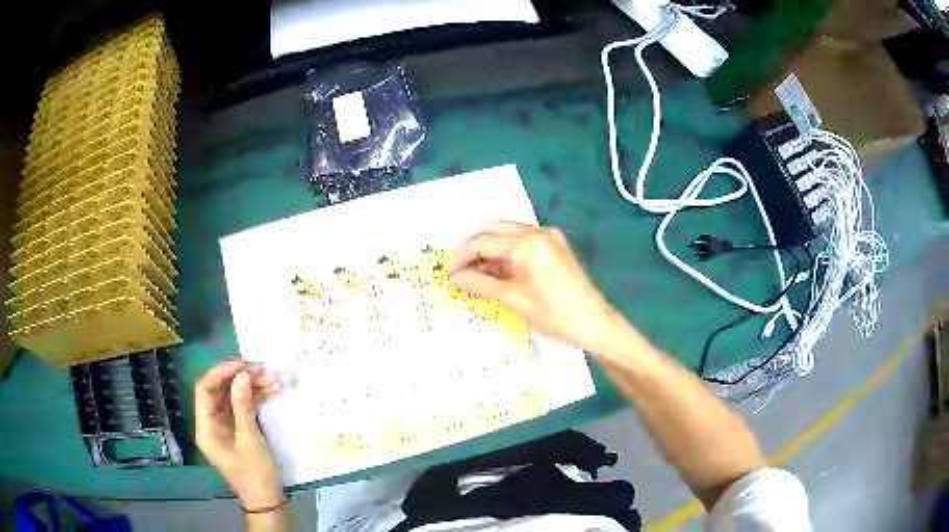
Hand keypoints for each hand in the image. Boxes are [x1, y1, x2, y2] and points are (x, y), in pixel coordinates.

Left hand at [195, 360, 283, 508]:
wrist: (267, 501)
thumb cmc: (255, 473)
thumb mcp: (249, 439)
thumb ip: (243, 405)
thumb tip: (242, 375)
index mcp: (206, 427)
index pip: (205, 389)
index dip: (221, 372)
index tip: (244, 364)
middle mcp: (211, 423)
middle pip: (219, 391)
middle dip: (240, 377)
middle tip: (263, 369)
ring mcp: (225, 426)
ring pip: (233, 397)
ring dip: (251, 386)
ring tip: (272, 378)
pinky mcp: (238, 430)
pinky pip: (243, 407)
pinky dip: (255, 398)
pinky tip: (271, 390)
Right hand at [449, 221, 625, 353]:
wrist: (594, 323)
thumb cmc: (553, 315)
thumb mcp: (513, 299)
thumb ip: (481, 284)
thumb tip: (454, 278)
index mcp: (527, 244)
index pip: (484, 242)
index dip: (462, 257)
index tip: (449, 273)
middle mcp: (538, 232)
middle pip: (494, 232)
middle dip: (474, 250)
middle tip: (460, 271)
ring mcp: (549, 236)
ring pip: (508, 234)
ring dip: (490, 249)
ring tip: (475, 272)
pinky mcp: (555, 245)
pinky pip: (523, 240)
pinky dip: (507, 251)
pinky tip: (497, 268)